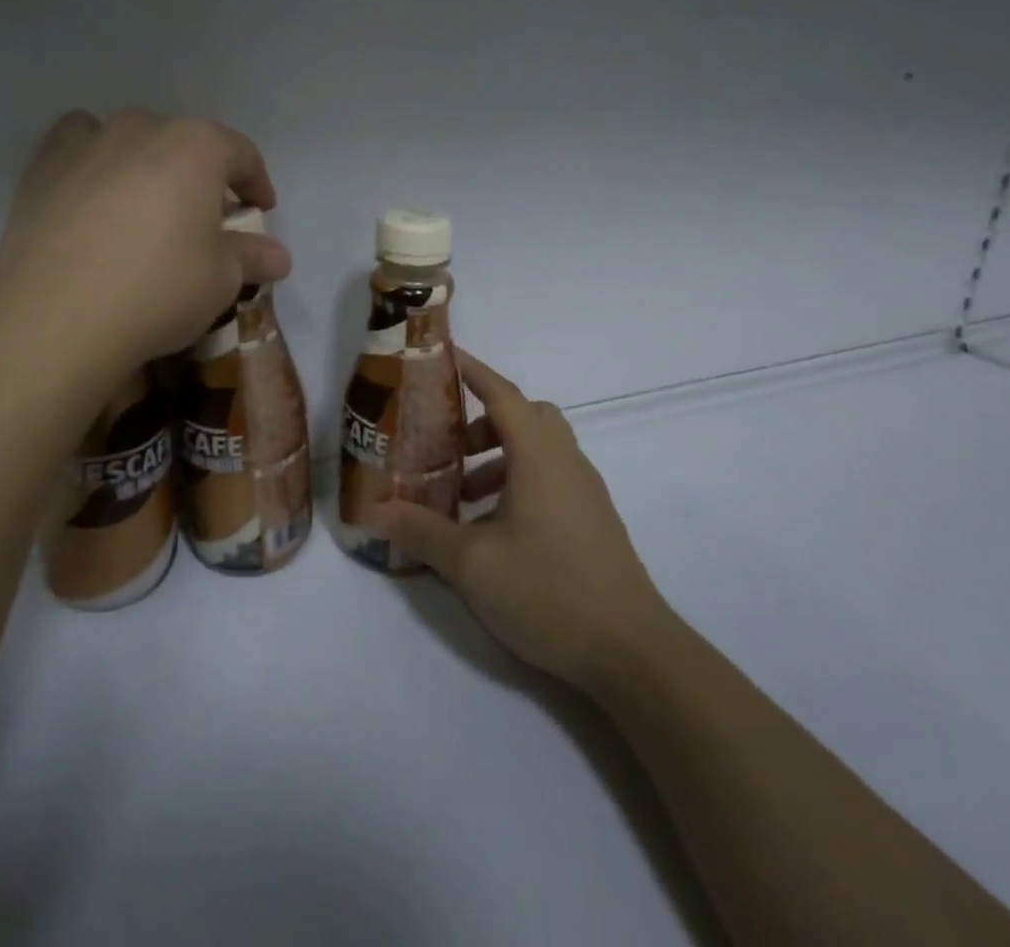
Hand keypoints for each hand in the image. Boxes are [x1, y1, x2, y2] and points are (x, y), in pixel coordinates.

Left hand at [0, 109, 292, 374]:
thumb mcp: (221, 279)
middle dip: (201, 175)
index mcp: (196, 146)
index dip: (257, 183)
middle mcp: (143, 129)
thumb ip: (251, 257)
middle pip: (184, 143)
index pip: (241, 154)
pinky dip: (93, 162)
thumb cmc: (158, 289)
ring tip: (145, 203)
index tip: (261, 211)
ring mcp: (87, 142)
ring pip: (129, 139)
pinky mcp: (42, 167)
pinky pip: (78, 148)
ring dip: (146, 162)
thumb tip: (278, 257)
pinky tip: (93, 198)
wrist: (56, 317)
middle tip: (204, 217)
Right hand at [373, 350, 671, 691]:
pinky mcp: (593, 520)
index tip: (443, 357)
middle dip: (483, 420)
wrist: (633, 652)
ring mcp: (585, 491)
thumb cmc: (549, 591)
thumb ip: (423, 532)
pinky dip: (519, 481)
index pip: (502, 394)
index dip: (473, 370)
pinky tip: (495, 529)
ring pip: (540, 449)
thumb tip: (376, 512)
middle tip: (449, 445)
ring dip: (500, 456)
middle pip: (525, 416)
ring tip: (463, 497)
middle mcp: (567, 462)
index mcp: (540, 457)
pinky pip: (552, 477)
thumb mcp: (472, 564)